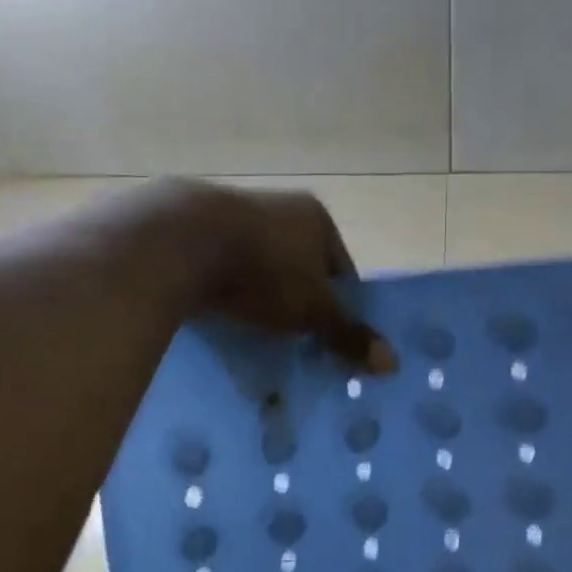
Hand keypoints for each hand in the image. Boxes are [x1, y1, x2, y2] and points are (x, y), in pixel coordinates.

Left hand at [157, 180, 398, 371]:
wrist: (178, 242)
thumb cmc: (264, 271)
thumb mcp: (312, 310)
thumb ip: (348, 333)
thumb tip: (393, 363)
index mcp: (315, 218)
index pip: (341, 269)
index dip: (339, 307)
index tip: (330, 340)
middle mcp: (277, 208)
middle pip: (299, 268)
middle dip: (297, 305)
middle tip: (293, 344)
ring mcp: (232, 213)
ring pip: (259, 268)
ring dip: (259, 299)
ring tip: (253, 335)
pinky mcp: (193, 228)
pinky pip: (221, 268)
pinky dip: (224, 292)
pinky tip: (218, 317)